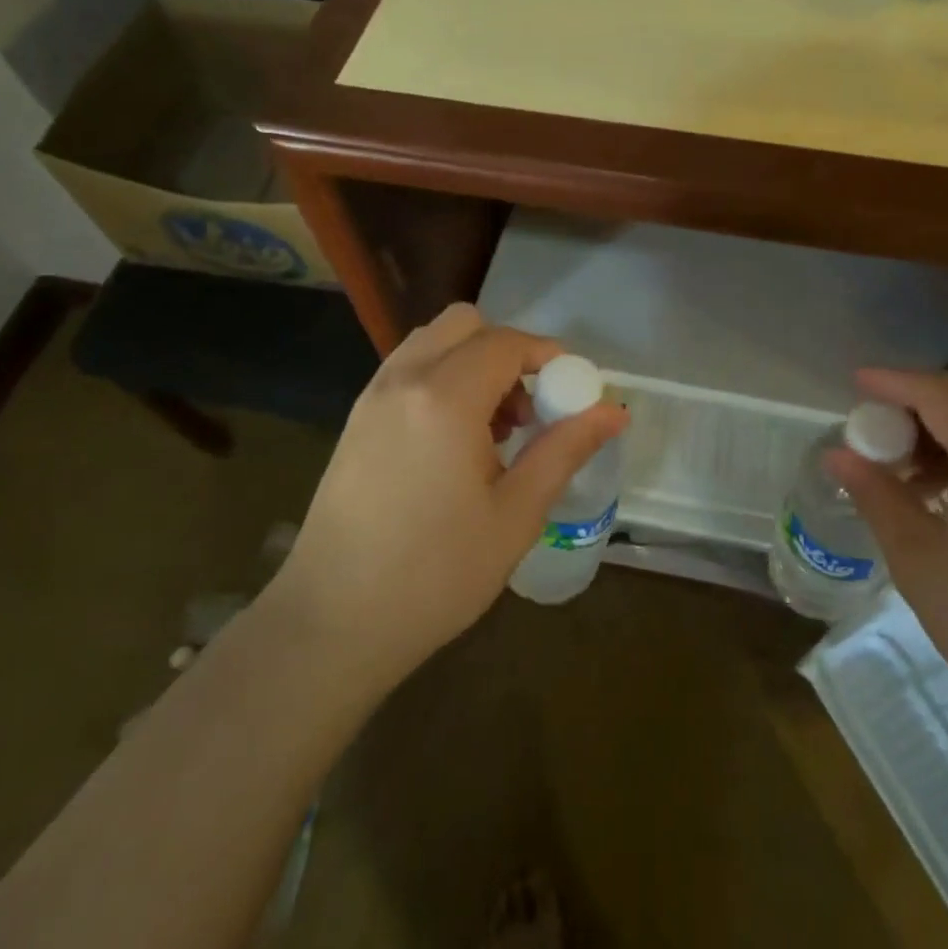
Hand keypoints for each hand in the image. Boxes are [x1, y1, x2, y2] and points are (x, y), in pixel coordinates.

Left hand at [268, 304, 627, 688]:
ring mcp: (372, 397)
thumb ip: (565, 449)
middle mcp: (403, 380)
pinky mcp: (355, 420)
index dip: (546, 355)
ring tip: (490, 431)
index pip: (505, 343)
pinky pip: (407, 370)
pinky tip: (451, 443)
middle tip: (526, 409)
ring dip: (471, 363)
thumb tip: (615, 411)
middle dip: (506, 351)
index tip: (570, 391)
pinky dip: (441, 379)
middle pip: (464, 325)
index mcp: (445, 399)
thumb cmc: (435, 574)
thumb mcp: (516, 514)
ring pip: (432, 343)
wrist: (332, 623)